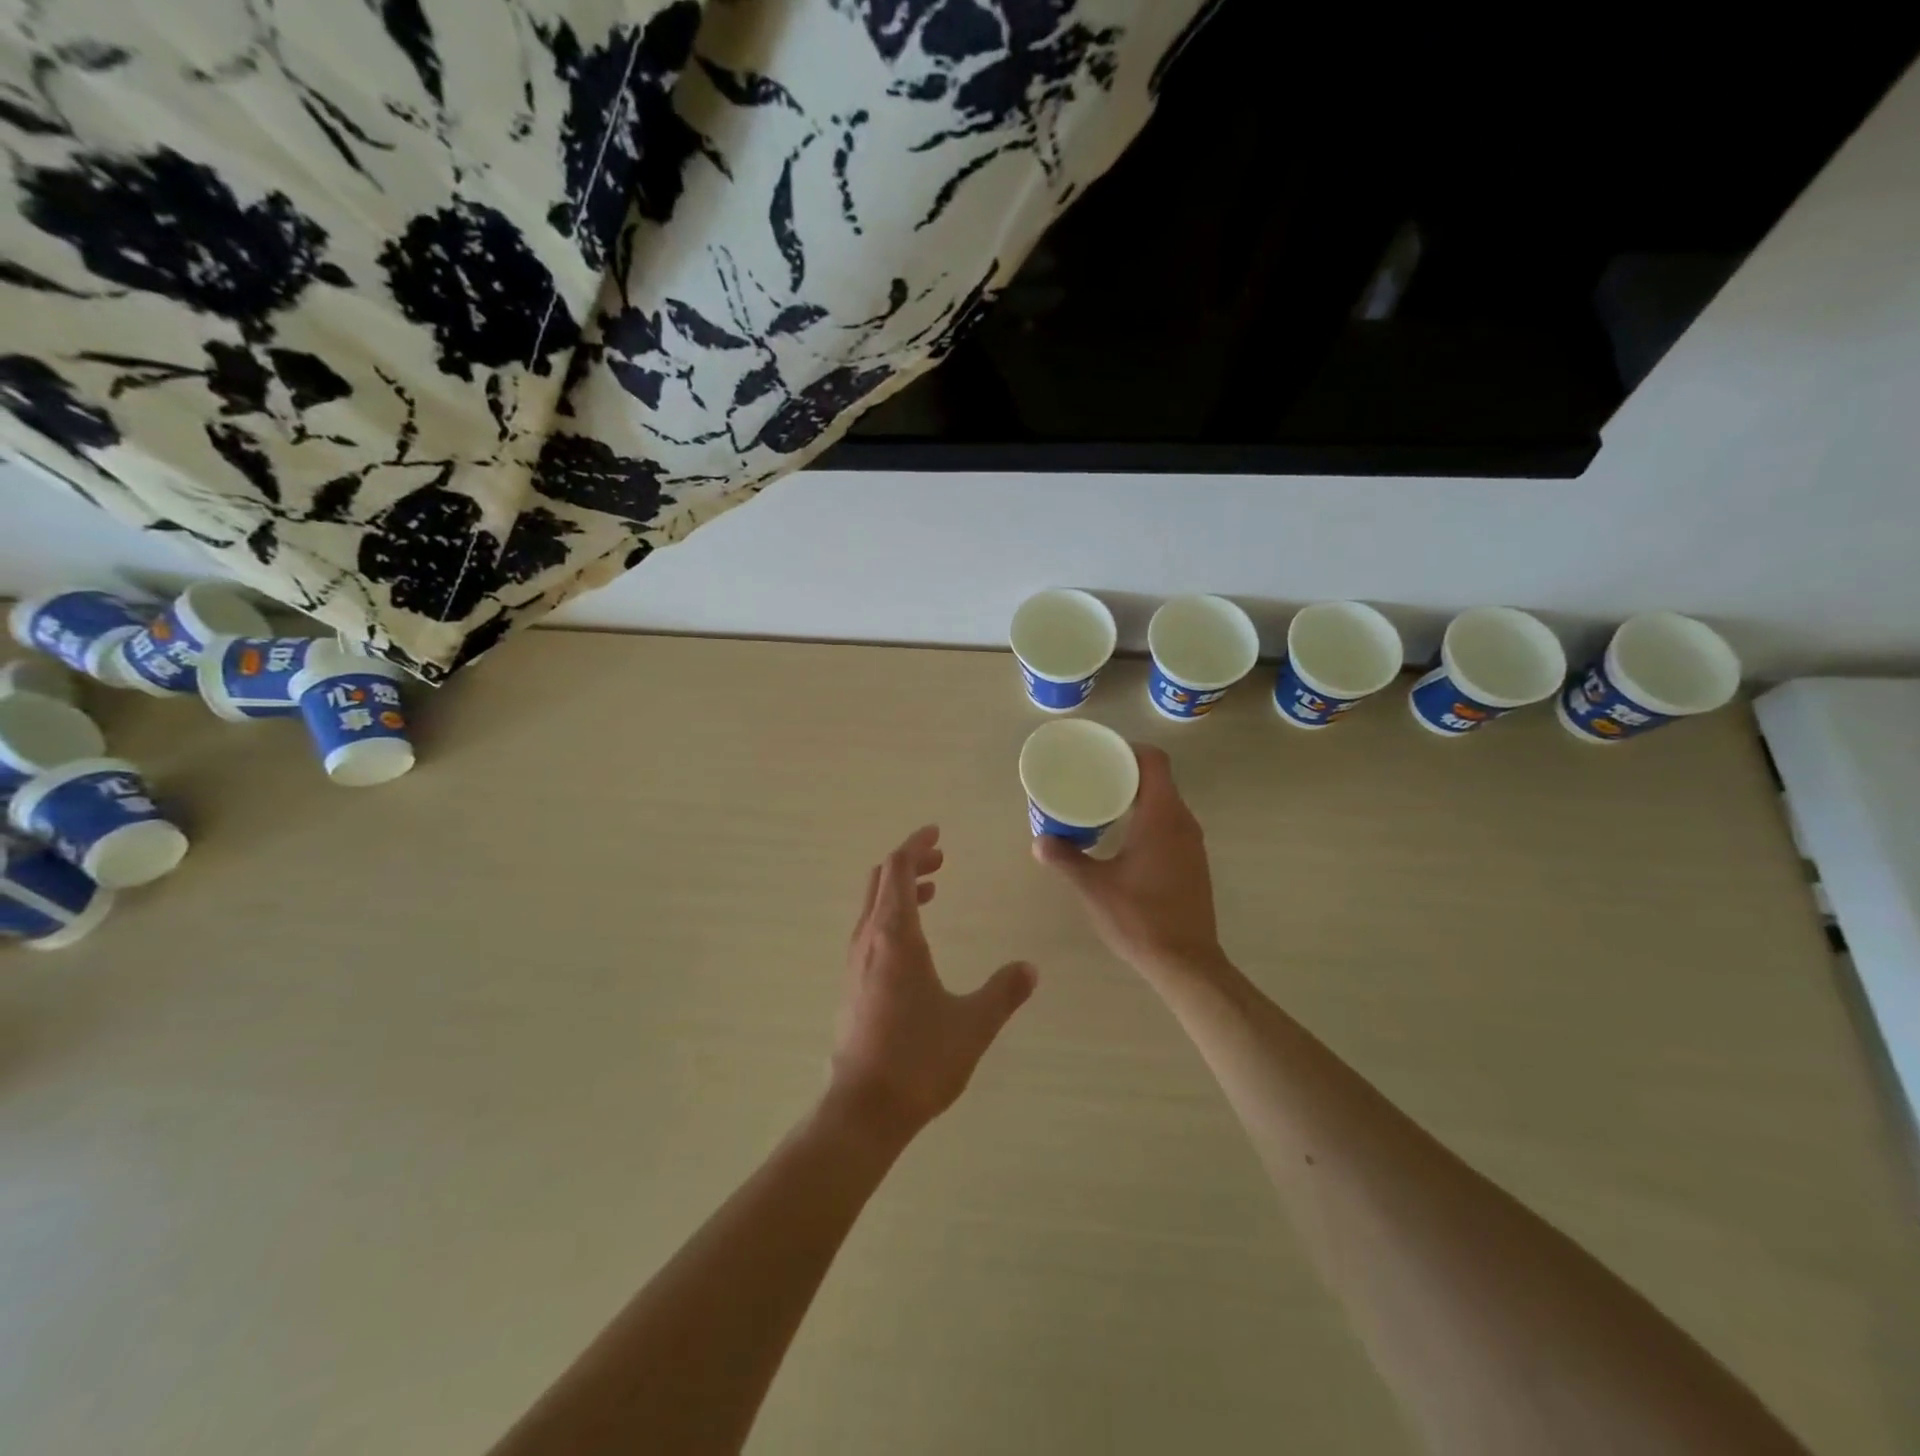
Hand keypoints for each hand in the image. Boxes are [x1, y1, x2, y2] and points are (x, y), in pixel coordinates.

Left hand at [832, 826, 1037, 1143]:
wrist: (863, 1109)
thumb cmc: (918, 1059)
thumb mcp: (972, 1024)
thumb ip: (1003, 992)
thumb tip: (1030, 969)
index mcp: (895, 936)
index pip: (899, 869)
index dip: (916, 845)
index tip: (936, 832)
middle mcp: (869, 939)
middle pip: (882, 880)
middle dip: (910, 862)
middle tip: (941, 858)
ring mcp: (855, 962)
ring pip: (873, 905)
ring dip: (901, 889)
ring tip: (933, 892)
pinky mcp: (852, 984)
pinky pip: (870, 929)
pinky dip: (892, 915)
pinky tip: (915, 941)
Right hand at [1033, 745, 1225, 980]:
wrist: (1186, 962)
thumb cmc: (1140, 918)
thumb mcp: (1094, 887)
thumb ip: (1066, 859)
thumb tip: (1039, 841)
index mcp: (1161, 816)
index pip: (1153, 761)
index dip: (1128, 750)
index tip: (1100, 754)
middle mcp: (1182, 821)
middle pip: (1158, 779)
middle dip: (1125, 773)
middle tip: (1090, 778)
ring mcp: (1192, 843)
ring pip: (1165, 802)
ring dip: (1137, 797)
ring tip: (1101, 804)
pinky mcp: (1193, 862)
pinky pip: (1170, 823)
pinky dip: (1148, 818)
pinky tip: (1123, 838)